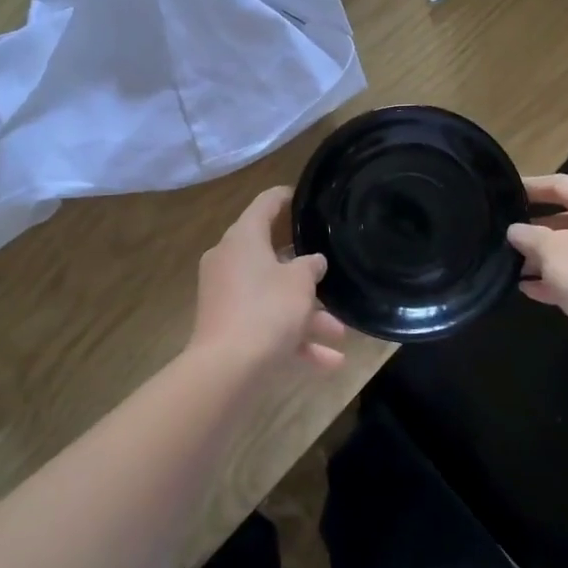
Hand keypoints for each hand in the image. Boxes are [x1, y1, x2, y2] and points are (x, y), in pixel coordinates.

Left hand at [187, 186, 346, 376]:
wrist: (226, 369)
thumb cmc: (267, 311)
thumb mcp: (300, 283)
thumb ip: (311, 266)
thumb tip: (313, 262)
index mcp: (243, 238)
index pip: (266, 204)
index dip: (288, 198)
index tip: (308, 200)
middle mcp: (230, 261)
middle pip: (272, 255)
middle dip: (307, 273)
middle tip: (331, 270)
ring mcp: (226, 295)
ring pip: (273, 296)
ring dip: (307, 314)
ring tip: (341, 333)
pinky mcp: (227, 326)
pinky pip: (266, 325)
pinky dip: (294, 339)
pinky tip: (330, 362)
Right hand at [505, 174, 567, 377]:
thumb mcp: (552, 250)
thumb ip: (529, 236)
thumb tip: (515, 230)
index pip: (562, 185)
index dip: (533, 185)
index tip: (505, 192)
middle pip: (565, 219)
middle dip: (533, 226)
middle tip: (502, 233)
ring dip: (540, 257)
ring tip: (508, 264)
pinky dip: (552, 280)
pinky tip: (527, 289)